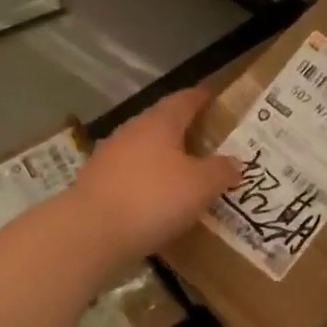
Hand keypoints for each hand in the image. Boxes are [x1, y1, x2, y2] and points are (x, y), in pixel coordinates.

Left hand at [72, 88, 239, 267]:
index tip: (212, 95)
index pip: (183, 100)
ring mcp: (108, 157)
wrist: (92, 232)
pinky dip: (146, 182)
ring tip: (183, 172)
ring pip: (143, 150)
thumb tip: (234, 163)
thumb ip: (221, 171)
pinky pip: (129, 176)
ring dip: (162, 158)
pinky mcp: (96, 184)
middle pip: (160, 123)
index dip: (200, 97)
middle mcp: (131, 132)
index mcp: (159, 123)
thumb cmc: (154, 198)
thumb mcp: (201, 186)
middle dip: (181, 129)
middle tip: (204, 139)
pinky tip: (156, 199)